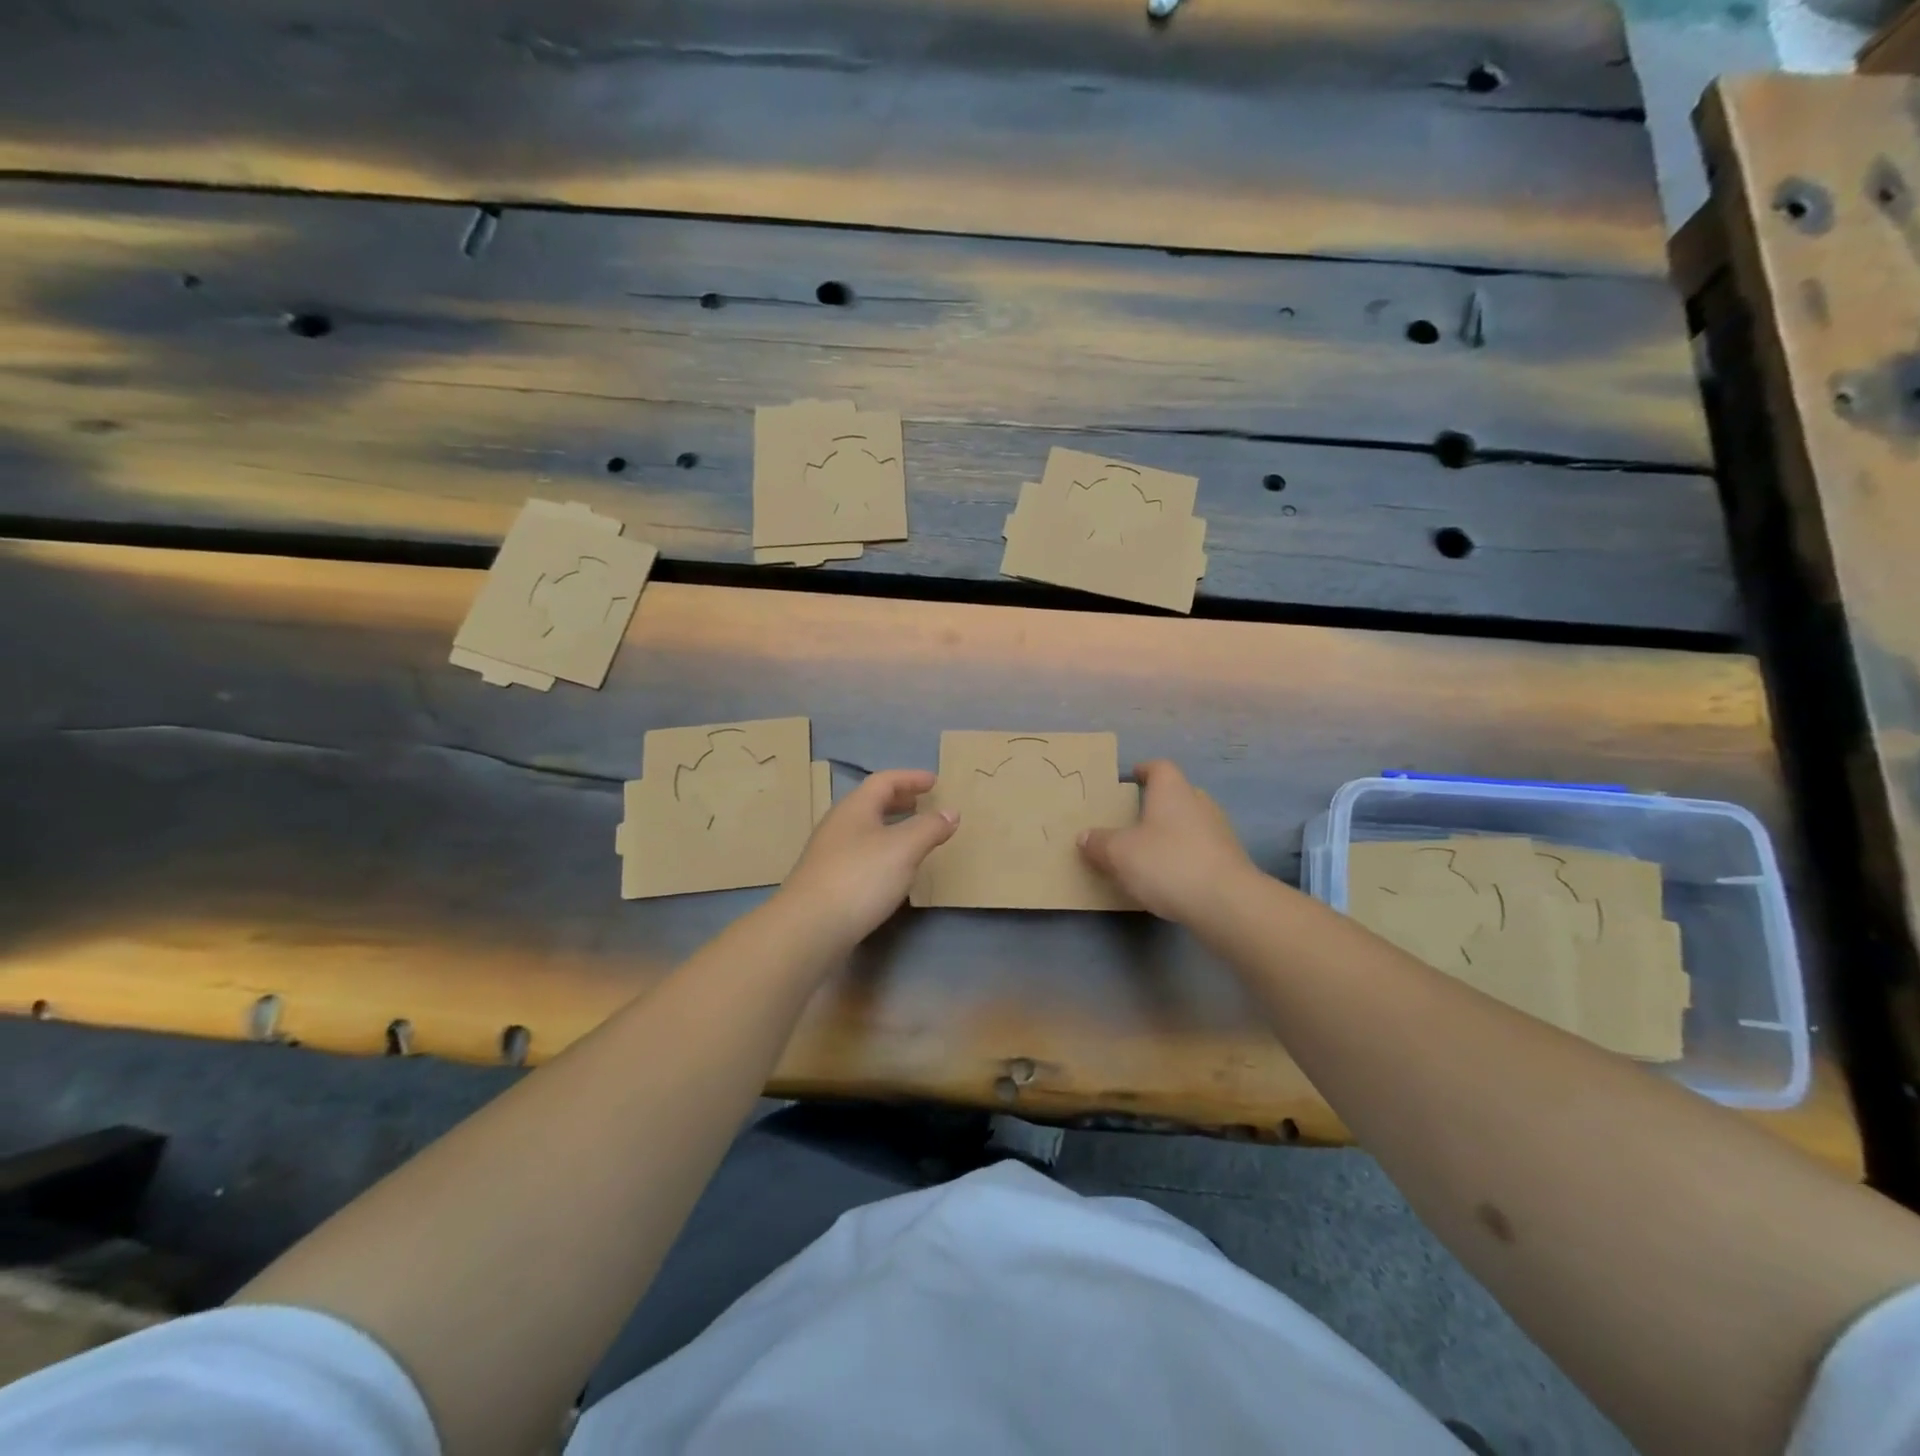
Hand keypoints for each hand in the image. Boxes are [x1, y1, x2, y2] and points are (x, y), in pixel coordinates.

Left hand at [776, 769, 958, 947]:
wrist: (809, 928)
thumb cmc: (860, 878)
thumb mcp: (904, 848)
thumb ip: (929, 827)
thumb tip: (951, 812)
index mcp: (855, 808)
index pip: (884, 781)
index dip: (911, 778)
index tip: (935, 782)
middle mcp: (838, 825)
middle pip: (871, 803)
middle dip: (900, 800)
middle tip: (923, 804)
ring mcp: (829, 854)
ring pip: (865, 830)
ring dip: (891, 826)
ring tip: (914, 837)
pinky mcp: (827, 881)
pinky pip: (861, 854)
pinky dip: (882, 851)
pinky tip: (892, 871)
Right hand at [1079, 759, 1260, 922]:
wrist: (1226, 903)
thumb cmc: (1167, 863)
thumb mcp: (1119, 854)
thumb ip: (1099, 843)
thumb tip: (1085, 836)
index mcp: (1172, 790)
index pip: (1159, 767)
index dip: (1144, 770)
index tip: (1131, 778)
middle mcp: (1199, 802)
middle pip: (1177, 794)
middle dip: (1157, 803)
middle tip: (1135, 818)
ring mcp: (1220, 831)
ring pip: (1191, 822)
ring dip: (1173, 832)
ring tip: (1150, 850)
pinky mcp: (1230, 860)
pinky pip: (1201, 849)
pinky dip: (1186, 855)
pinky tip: (1171, 876)